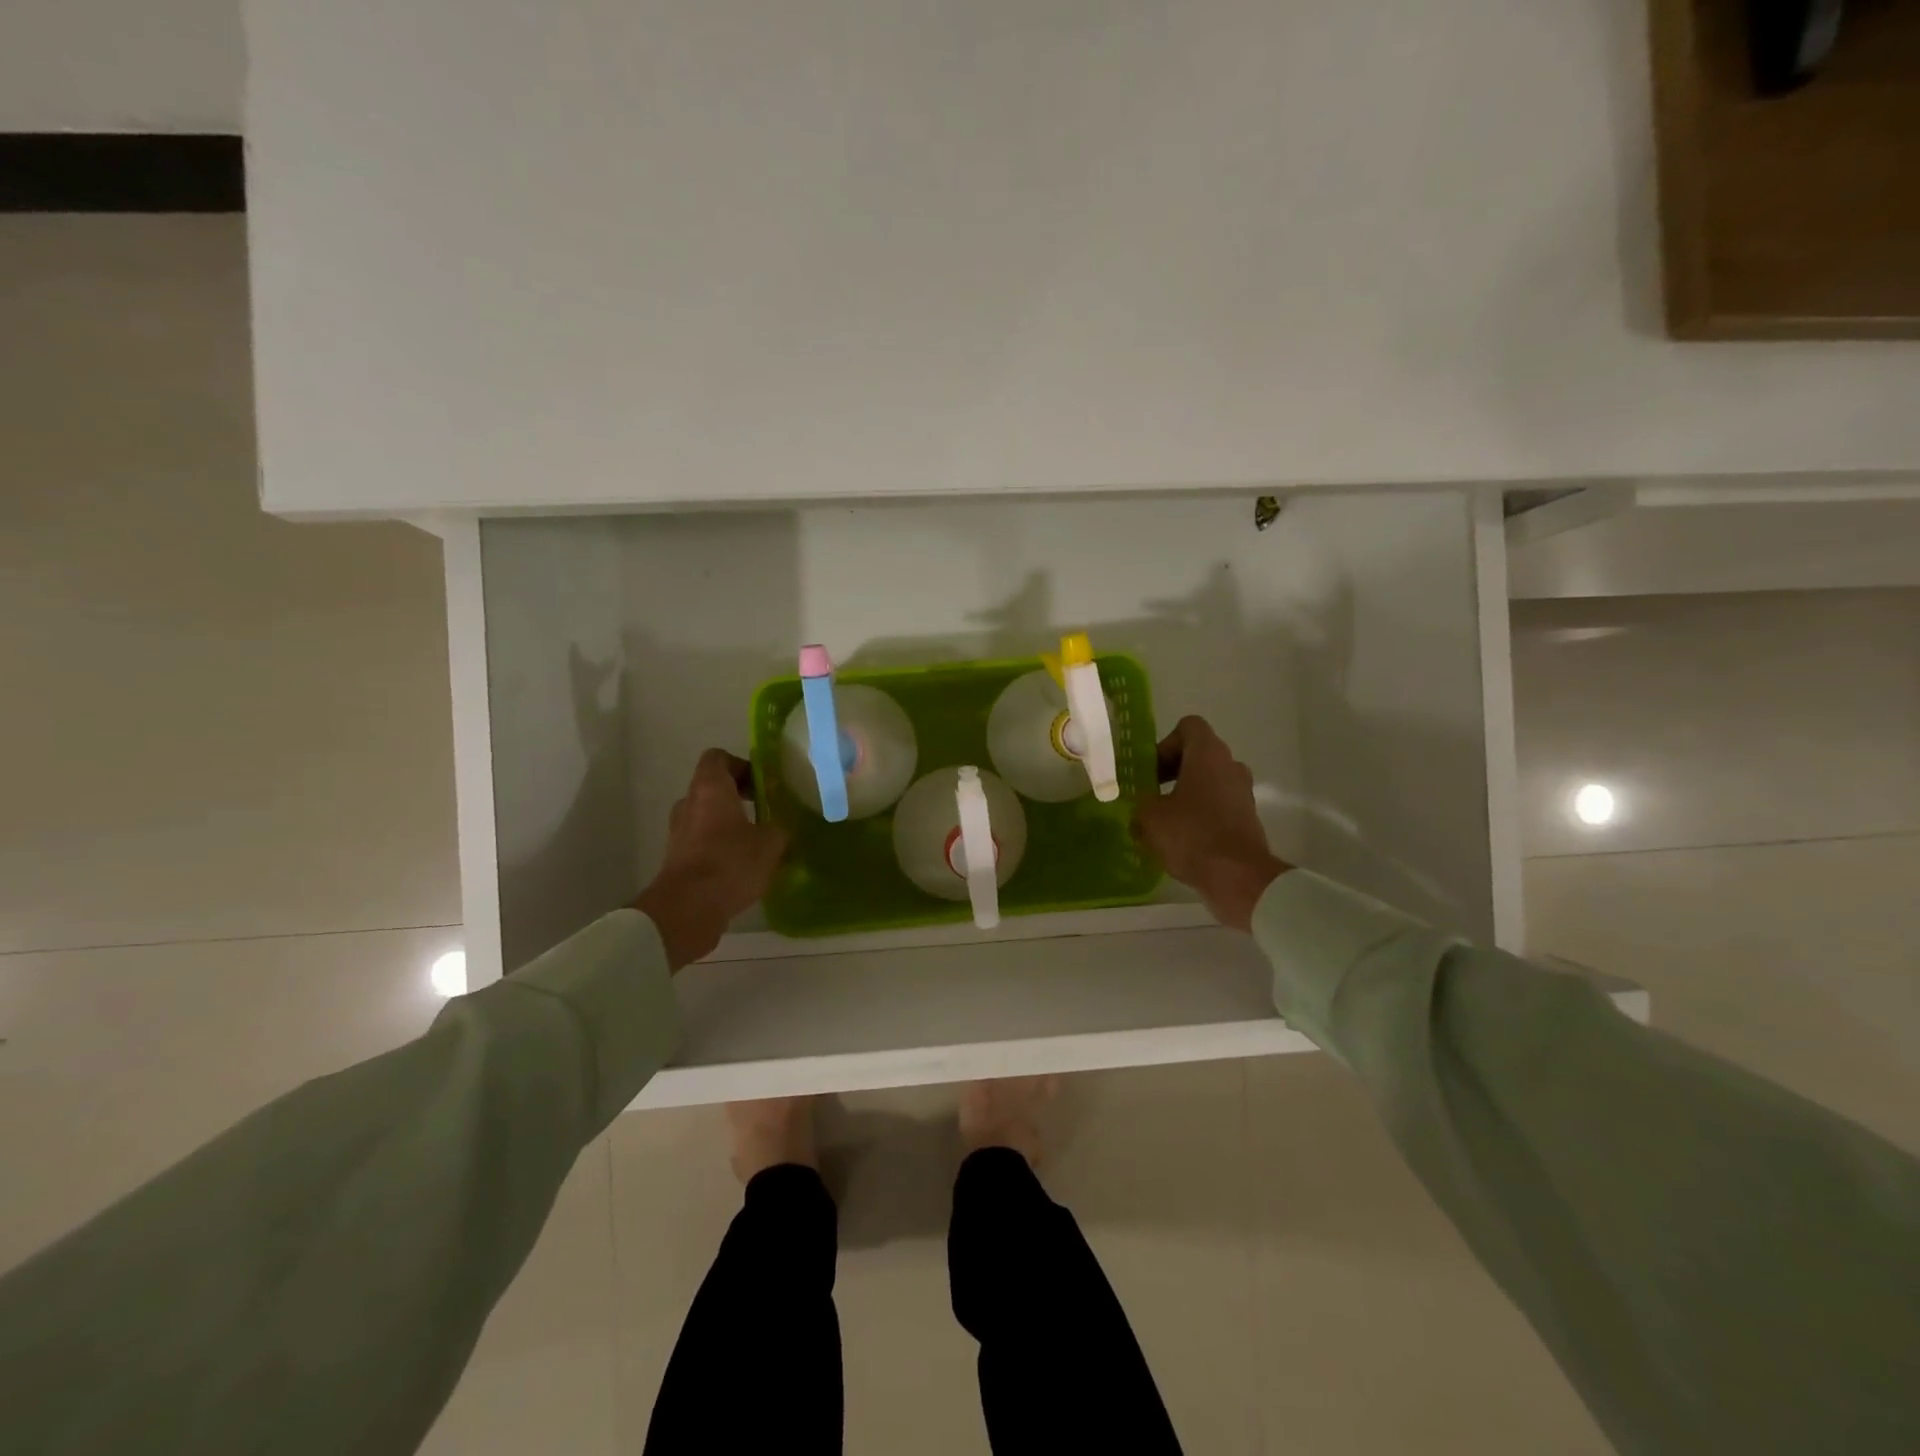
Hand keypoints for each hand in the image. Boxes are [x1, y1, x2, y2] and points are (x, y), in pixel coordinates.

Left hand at [634, 750, 786, 970]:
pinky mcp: (677, 859)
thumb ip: (779, 828)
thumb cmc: (730, 863)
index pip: (718, 758)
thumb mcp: (771, 843)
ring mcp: (679, 832)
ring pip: (707, 816)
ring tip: (757, 843)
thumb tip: (780, 829)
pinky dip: (720, 847)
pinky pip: (702, 842)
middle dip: (739, 796)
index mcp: (710, 788)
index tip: (762, 784)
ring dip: (729, 824)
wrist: (687, 909)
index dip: (742, 765)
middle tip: (765, 812)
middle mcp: (689, 803)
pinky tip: (742, 867)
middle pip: (712, 787)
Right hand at [1132, 716, 1289, 931]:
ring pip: (1208, 782)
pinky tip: (1179, 840)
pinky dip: (1199, 815)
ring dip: (1184, 795)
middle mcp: (1231, 766)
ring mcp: (1243, 793)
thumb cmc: (1191, 834)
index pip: (1188, 726)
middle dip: (1171, 771)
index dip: (1165, 743)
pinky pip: (1218, 806)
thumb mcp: (1150, 816)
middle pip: (1198, 755)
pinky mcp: (1247, 819)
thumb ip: (1141, 802)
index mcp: (1208, 754)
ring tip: (1161, 822)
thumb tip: (1142, 805)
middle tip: (1150, 795)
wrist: (1238, 877)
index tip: (1151, 771)